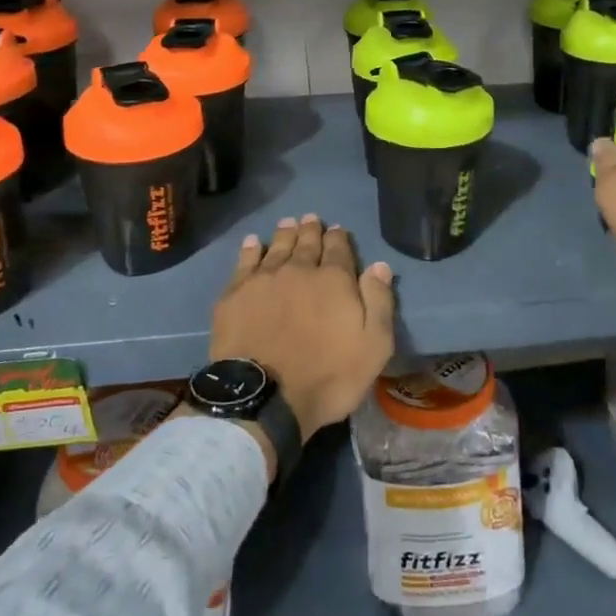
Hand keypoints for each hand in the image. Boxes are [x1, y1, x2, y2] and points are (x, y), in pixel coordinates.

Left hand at [210, 216, 396, 438]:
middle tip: (311, 218)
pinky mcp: (235, 294)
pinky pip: (245, 262)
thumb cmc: (328, 376)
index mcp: (334, 280)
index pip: (338, 249)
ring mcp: (264, 280)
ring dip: (285, 234)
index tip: (337, 229)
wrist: (264, 397)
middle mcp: (299, 270)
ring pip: (277, 248)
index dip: (338, 237)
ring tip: (288, 222)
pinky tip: (254, 242)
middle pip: (307, 243)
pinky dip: (251, 249)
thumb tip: (379, 266)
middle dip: (311, 230)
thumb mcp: (373, 346)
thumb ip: (379, 302)